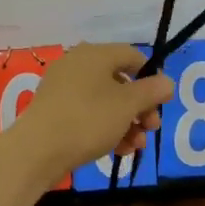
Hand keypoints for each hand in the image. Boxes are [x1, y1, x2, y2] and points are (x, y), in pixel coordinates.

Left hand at [8, 43, 174, 183]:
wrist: (37, 150)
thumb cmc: (88, 119)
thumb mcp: (127, 105)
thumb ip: (151, 91)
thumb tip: (167, 82)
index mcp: (95, 54)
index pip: (133, 56)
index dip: (152, 77)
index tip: (162, 103)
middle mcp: (77, 64)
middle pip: (120, 81)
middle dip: (140, 107)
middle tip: (151, 129)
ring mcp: (63, 88)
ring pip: (105, 101)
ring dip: (126, 122)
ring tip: (135, 146)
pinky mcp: (54, 110)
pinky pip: (87, 113)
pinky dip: (105, 128)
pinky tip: (117, 151)